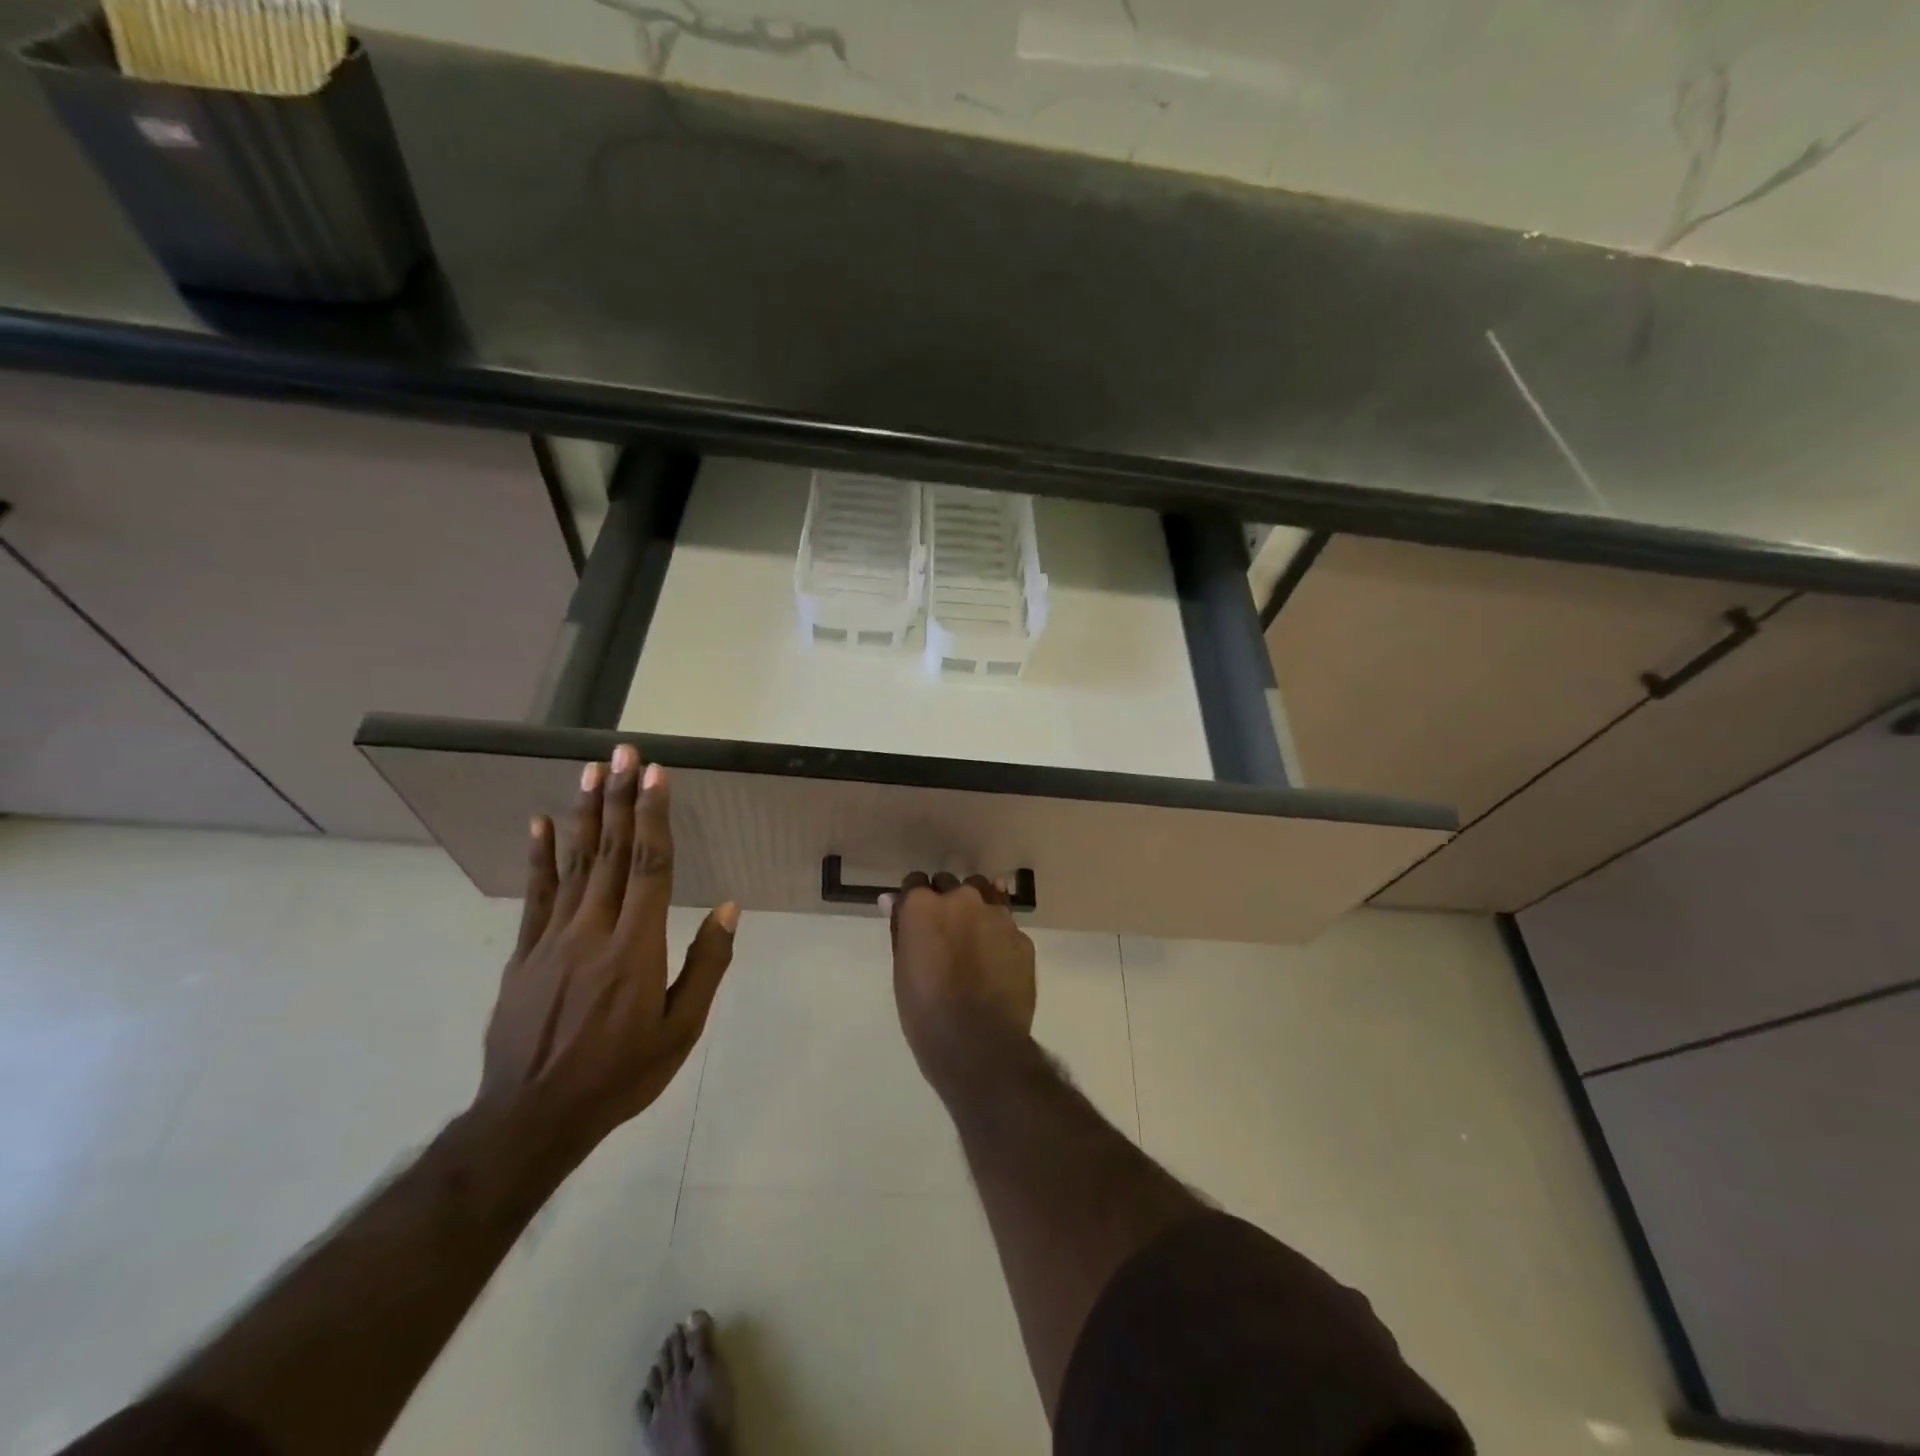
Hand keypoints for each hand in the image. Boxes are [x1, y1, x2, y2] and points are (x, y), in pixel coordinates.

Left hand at [478, 745, 737, 1157]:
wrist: (532, 1117)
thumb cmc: (620, 1074)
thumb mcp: (680, 1030)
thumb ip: (705, 965)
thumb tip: (727, 909)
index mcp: (636, 947)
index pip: (649, 866)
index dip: (654, 816)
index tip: (658, 775)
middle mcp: (594, 930)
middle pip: (611, 853)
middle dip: (620, 798)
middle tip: (625, 753)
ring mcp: (553, 939)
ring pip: (574, 864)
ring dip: (585, 814)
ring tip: (591, 771)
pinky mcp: (524, 953)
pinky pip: (535, 896)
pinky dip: (540, 857)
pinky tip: (542, 824)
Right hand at [883, 873, 1035, 1079]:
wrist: (979, 1044)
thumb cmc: (926, 1011)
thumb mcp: (902, 969)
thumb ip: (901, 928)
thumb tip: (893, 900)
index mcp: (924, 905)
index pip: (915, 883)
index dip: (914, 901)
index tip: (914, 920)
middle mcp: (962, 899)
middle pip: (950, 885)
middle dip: (945, 901)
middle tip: (943, 933)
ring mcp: (997, 915)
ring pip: (985, 896)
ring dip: (976, 910)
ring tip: (973, 941)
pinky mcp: (1022, 937)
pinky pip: (1006, 926)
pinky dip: (998, 937)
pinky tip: (995, 963)